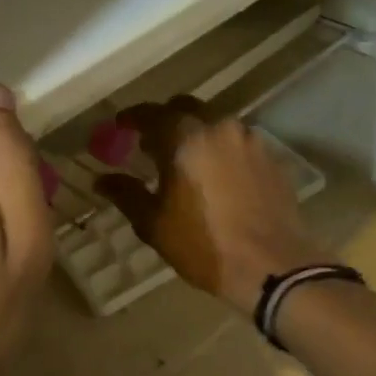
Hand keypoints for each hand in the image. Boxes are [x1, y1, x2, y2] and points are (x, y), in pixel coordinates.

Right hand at [95, 97, 326, 315]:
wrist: (272, 267)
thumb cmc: (204, 246)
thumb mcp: (154, 225)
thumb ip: (127, 194)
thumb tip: (103, 180)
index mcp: (185, 138)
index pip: (151, 113)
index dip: (132, 118)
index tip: (121, 126)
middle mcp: (220, 128)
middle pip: (187, 109)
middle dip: (166, 121)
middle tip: (151, 144)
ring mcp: (250, 141)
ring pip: (216, 124)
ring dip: (197, 134)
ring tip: (186, 161)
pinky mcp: (272, 158)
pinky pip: (238, 143)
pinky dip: (222, 150)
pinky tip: (217, 176)